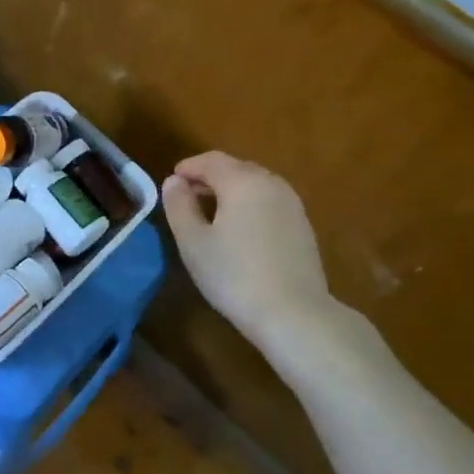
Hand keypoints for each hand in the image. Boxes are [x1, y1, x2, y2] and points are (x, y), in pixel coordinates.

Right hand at [162, 151, 334, 342]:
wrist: (293, 313)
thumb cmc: (234, 275)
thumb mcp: (193, 241)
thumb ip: (179, 205)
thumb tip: (174, 181)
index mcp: (242, 181)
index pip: (211, 161)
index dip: (188, 167)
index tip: (171, 182)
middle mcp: (271, 184)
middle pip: (235, 168)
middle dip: (209, 176)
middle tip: (187, 195)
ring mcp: (292, 204)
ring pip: (255, 183)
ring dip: (230, 189)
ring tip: (210, 211)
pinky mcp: (302, 225)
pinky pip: (269, 201)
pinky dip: (249, 203)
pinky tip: (239, 228)